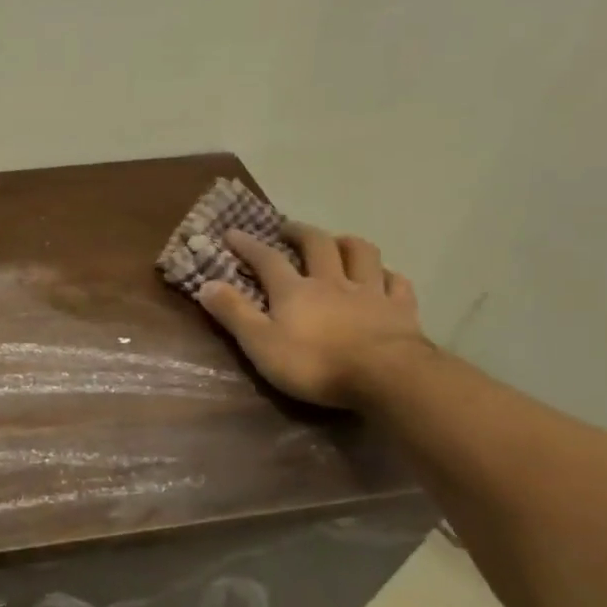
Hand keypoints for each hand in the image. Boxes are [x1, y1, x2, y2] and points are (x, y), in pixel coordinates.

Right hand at [198, 223, 429, 408]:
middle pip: (318, 245)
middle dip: (300, 233)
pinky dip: (388, 275)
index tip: (232, 233)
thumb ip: (233, 313)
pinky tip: (384, 278)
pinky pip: (397, 283)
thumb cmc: (314, 364)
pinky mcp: (401, 310)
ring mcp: (370, 293)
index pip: (267, 259)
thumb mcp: (260, 343)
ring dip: (347, 243)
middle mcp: (332, 282)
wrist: (385, 377)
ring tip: (338, 242)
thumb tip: (205, 284)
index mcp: (294, 291)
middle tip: (288, 229)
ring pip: (362, 254)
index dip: (248, 245)